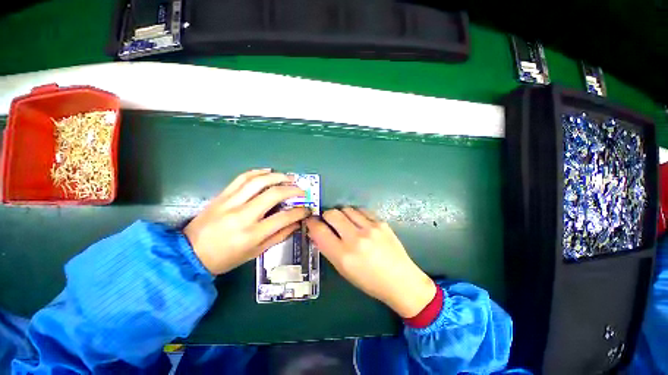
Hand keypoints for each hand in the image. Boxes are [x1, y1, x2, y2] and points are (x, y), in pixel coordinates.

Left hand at [184, 169, 310, 274]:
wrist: (190, 253)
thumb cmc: (226, 258)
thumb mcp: (255, 252)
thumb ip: (279, 236)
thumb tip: (296, 223)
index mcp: (252, 234)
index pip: (283, 217)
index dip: (300, 211)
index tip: (307, 208)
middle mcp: (242, 215)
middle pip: (273, 194)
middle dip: (293, 190)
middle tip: (302, 190)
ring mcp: (230, 202)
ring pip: (259, 181)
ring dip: (278, 176)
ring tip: (289, 178)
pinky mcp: (222, 195)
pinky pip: (242, 177)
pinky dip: (258, 172)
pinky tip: (268, 171)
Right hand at [306, 208, 435, 317]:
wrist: (401, 280)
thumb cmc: (369, 281)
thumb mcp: (344, 270)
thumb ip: (328, 249)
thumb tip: (317, 232)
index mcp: (343, 256)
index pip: (319, 231)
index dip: (311, 223)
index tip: (311, 221)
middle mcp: (355, 239)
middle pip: (332, 214)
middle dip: (326, 215)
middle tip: (328, 221)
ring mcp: (370, 228)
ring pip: (346, 209)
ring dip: (341, 214)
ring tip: (345, 222)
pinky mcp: (381, 222)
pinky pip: (361, 210)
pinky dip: (355, 214)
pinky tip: (359, 222)